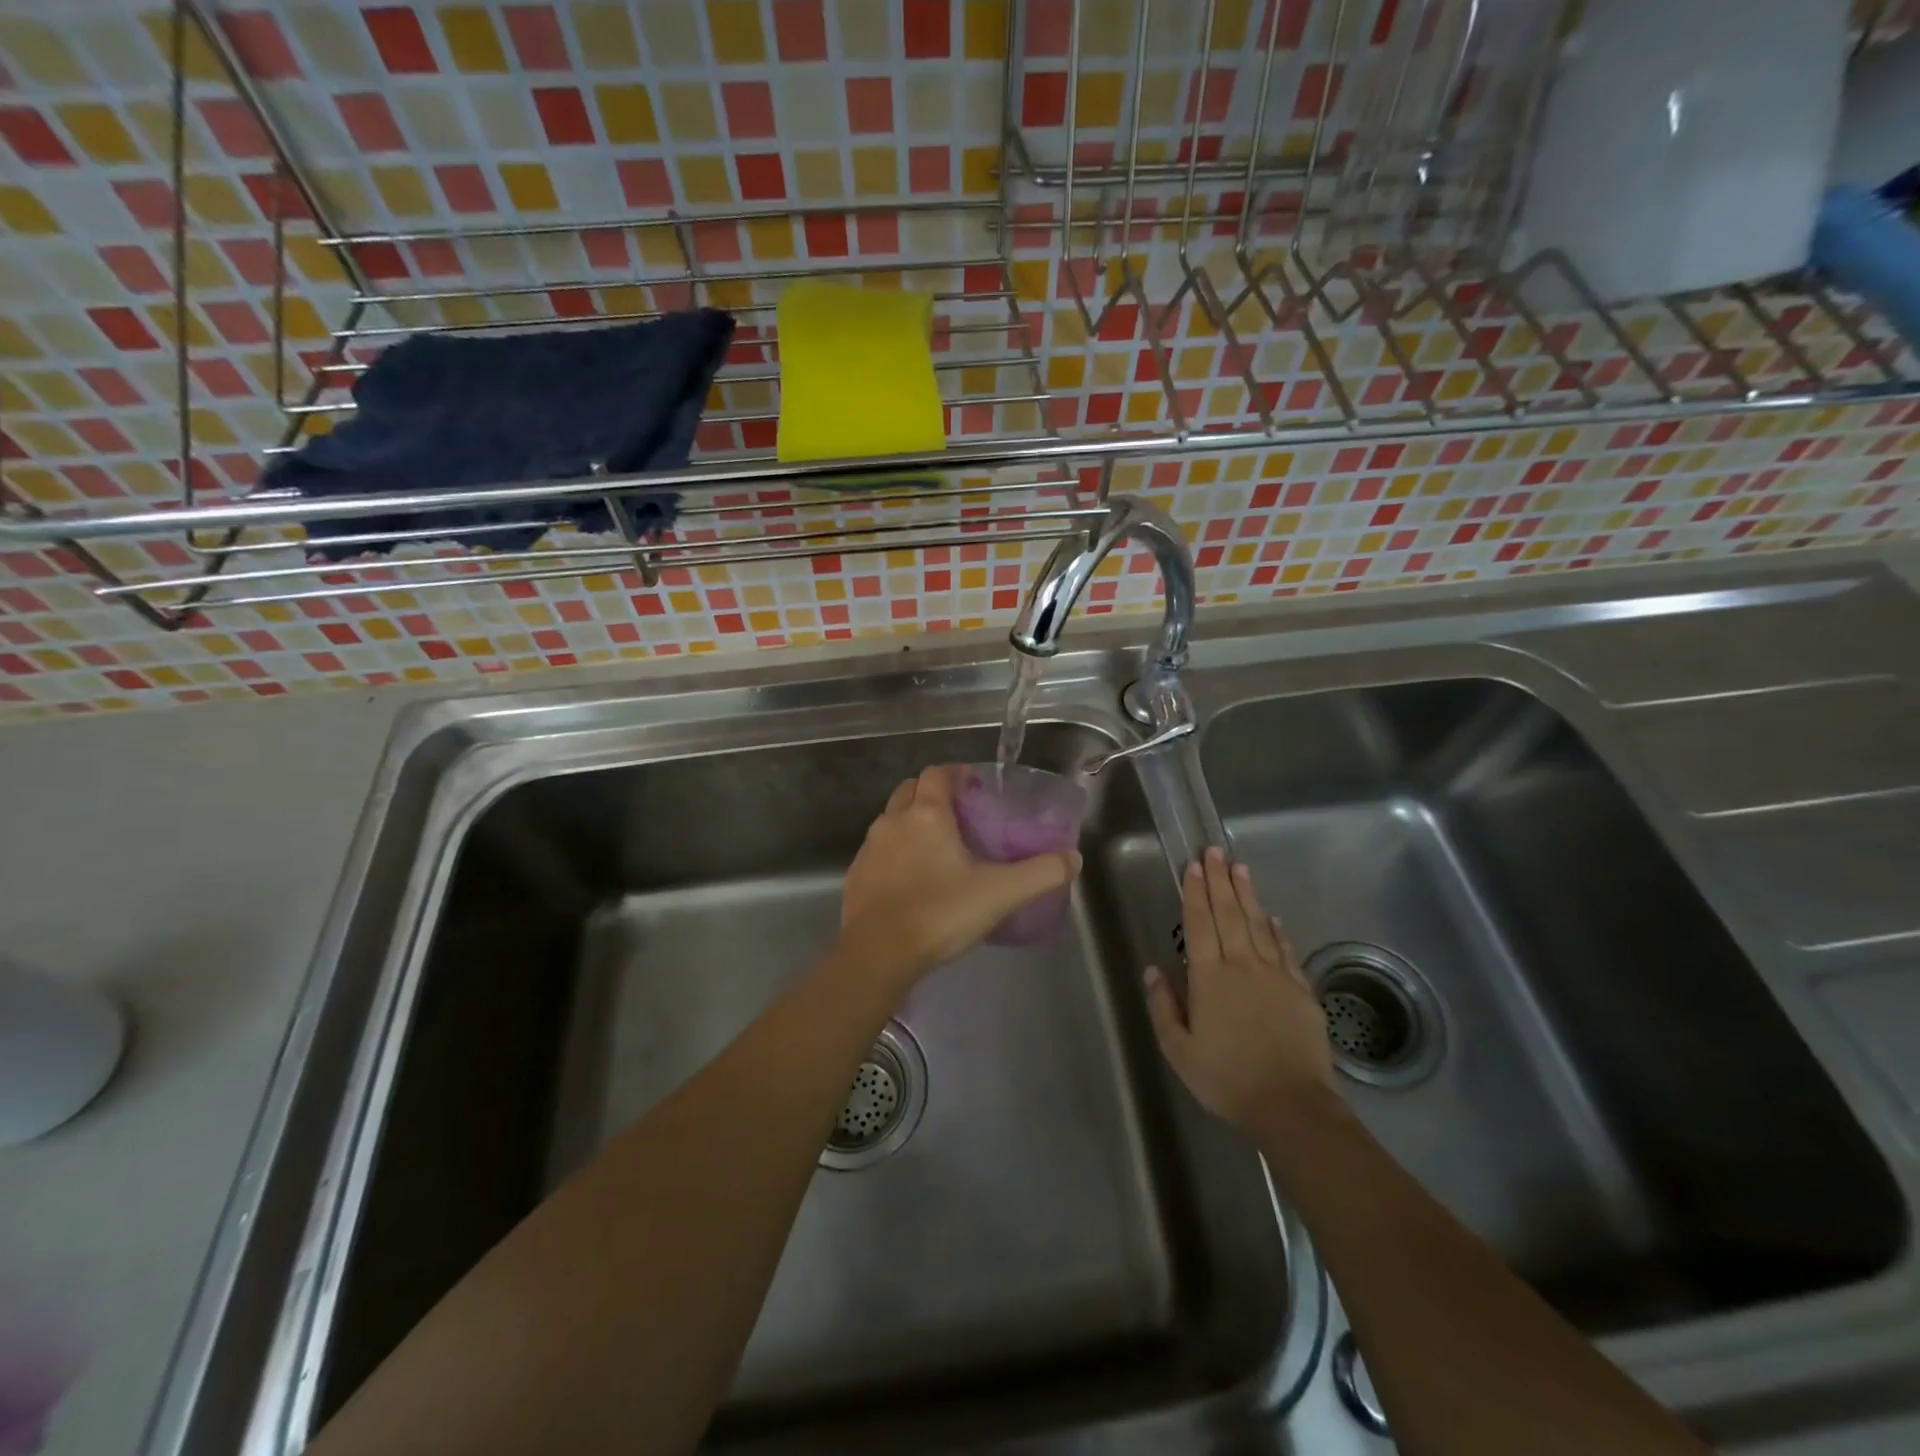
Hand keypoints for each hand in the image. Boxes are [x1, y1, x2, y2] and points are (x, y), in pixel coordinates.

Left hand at [838, 765, 1081, 985]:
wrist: (878, 954)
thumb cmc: (941, 913)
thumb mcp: (1001, 893)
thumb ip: (1041, 873)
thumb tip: (1073, 858)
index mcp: (927, 814)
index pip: (938, 774)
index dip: (956, 774)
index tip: (975, 786)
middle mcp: (893, 821)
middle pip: (910, 790)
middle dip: (932, 793)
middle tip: (959, 815)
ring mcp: (869, 848)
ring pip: (891, 819)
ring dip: (911, 822)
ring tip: (937, 847)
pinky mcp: (856, 875)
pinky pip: (878, 850)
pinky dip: (895, 852)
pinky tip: (911, 879)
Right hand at [1144, 846, 1335, 1132]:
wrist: (1291, 1106)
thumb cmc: (1226, 1079)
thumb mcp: (1179, 1050)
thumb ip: (1163, 1006)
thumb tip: (1152, 969)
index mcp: (1209, 978)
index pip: (1199, 924)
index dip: (1194, 892)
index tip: (1193, 865)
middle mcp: (1242, 966)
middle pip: (1229, 914)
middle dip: (1220, 880)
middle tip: (1215, 850)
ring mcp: (1275, 975)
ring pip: (1258, 925)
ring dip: (1248, 894)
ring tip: (1240, 868)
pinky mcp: (1300, 991)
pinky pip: (1285, 951)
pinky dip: (1277, 930)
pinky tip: (1273, 917)